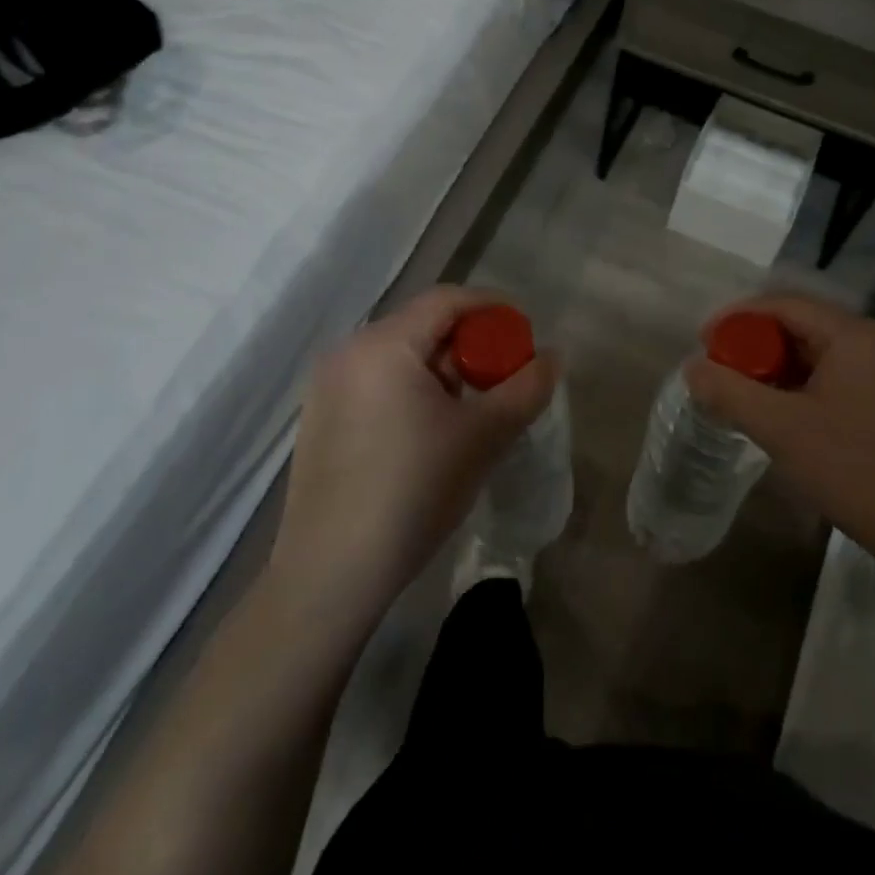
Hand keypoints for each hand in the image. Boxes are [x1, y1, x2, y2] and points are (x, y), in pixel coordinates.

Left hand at [269, 286, 555, 619]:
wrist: (331, 574)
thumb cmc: (413, 491)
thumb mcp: (483, 436)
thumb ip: (526, 388)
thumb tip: (553, 357)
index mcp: (383, 344)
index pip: (448, 300)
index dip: (494, 309)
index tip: (525, 337)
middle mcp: (348, 351)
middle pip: (424, 326)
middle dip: (471, 346)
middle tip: (502, 382)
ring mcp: (327, 386)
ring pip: (401, 356)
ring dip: (444, 371)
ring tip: (471, 412)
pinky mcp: (321, 418)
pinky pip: (378, 382)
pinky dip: (413, 390)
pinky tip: (430, 433)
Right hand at [683, 293, 874, 571]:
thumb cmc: (853, 469)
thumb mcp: (780, 429)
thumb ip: (729, 392)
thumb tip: (692, 367)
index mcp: (853, 334)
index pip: (784, 305)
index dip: (738, 318)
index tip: (704, 342)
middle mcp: (874, 340)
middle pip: (801, 325)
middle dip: (756, 345)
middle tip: (721, 370)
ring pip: (818, 352)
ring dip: (777, 367)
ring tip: (743, 392)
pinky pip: (835, 374)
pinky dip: (802, 384)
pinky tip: (781, 411)